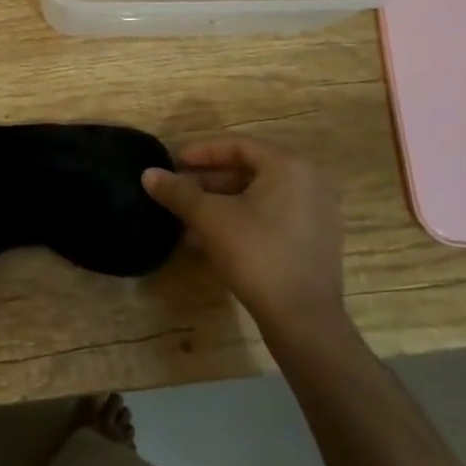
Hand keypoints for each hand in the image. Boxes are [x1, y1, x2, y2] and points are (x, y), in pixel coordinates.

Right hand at [143, 134, 348, 340]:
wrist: (303, 320)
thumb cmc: (256, 254)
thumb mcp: (209, 218)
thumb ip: (178, 191)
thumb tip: (147, 174)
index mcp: (289, 166)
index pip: (237, 145)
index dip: (201, 152)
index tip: (174, 163)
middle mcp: (310, 181)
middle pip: (250, 170)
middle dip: (209, 180)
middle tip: (179, 190)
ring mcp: (318, 213)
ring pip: (260, 195)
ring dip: (223, 202)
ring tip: (189, 216)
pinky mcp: (317, 240)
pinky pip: (274, 215)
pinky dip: (244, 218)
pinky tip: (214, 237)